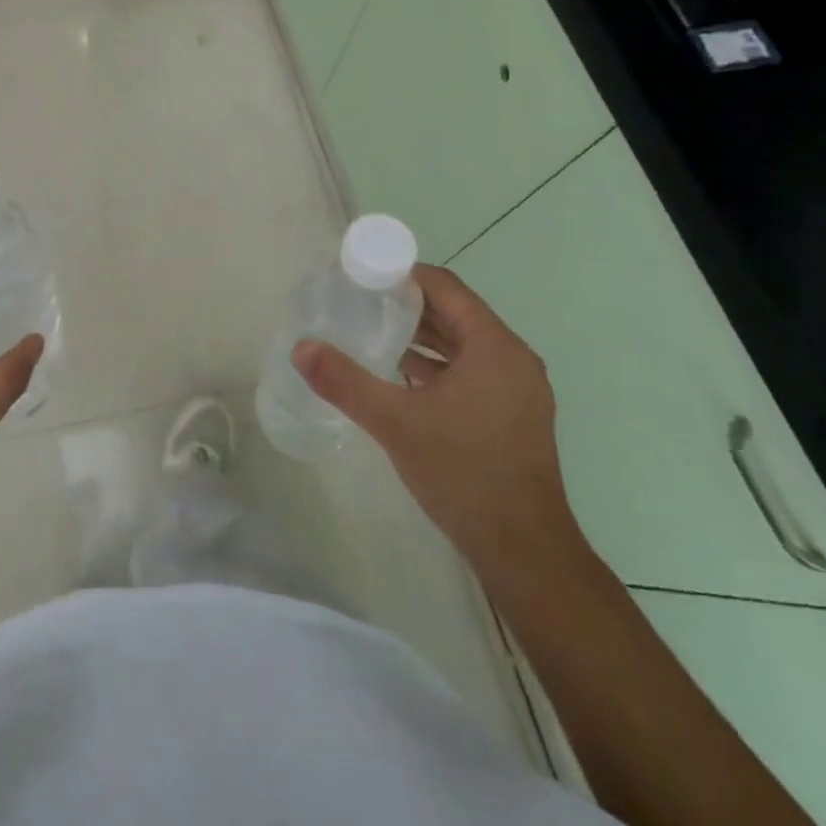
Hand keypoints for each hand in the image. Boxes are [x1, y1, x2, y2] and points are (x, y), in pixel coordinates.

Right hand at [292, 264, 582, 580]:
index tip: (362, 274)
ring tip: (371, 328)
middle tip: (358, 299)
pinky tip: (398, 371)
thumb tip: (301, 348)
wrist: (524, 553)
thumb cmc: (464, 474)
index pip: (445, 287)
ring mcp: (516, 389)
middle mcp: (512, 359)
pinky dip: (435, 363)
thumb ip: (345, 381)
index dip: (403, 273)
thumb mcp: (396, 423)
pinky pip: (469, 370)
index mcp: (495, 347)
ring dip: (420, 334)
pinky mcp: (511, 415)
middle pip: (454, 312)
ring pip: (461, 343)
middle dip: (407, 302)